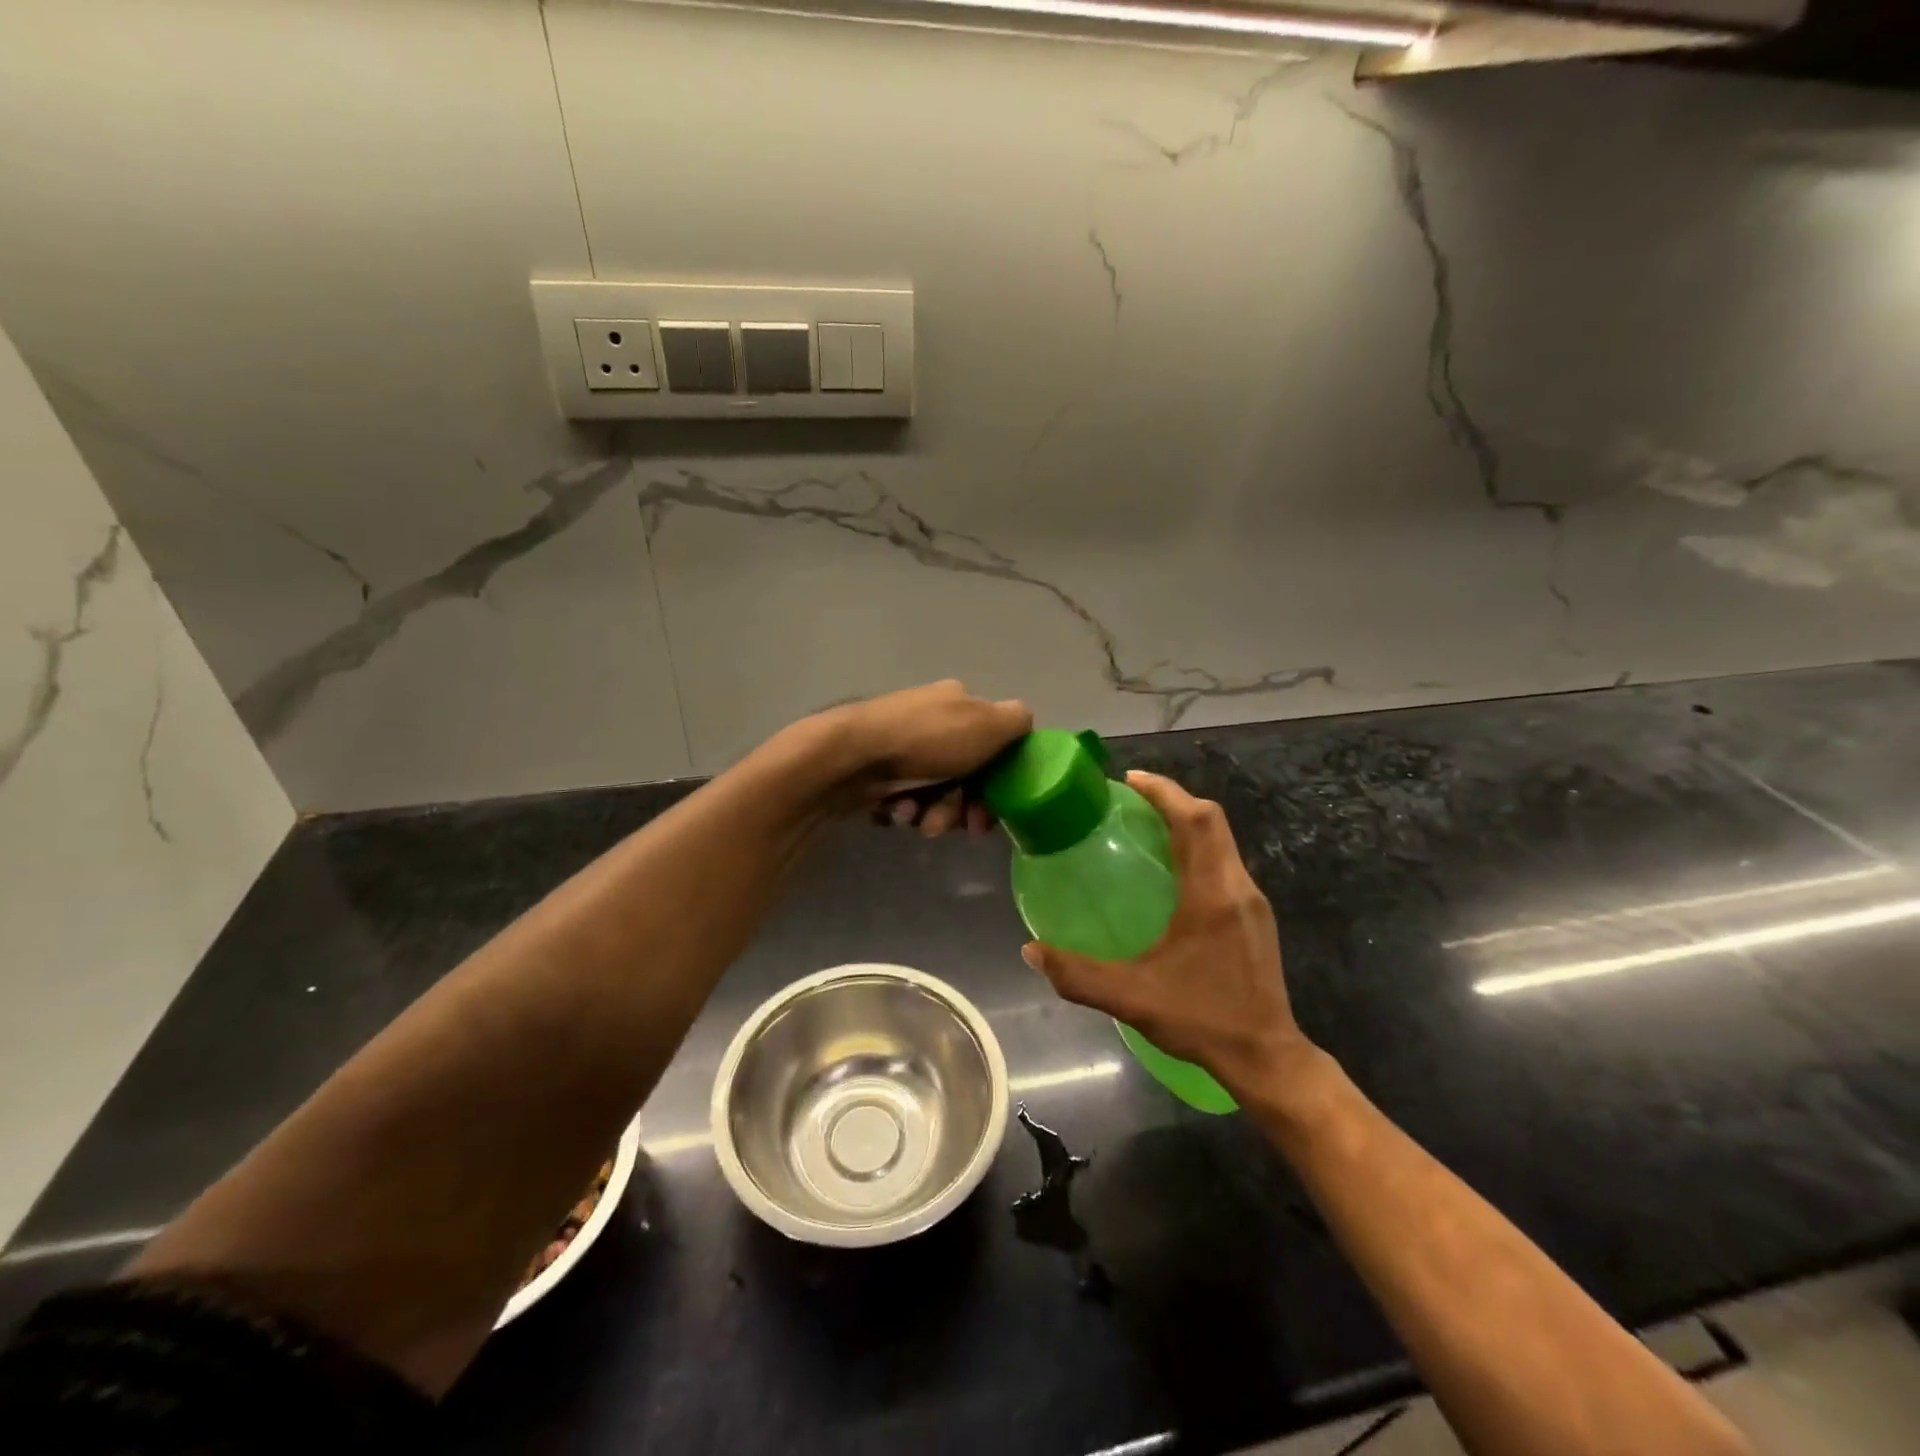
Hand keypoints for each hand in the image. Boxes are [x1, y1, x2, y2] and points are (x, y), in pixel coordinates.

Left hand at [820, 680, 1031, 836]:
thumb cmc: (927, 740)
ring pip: (936, 792)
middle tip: (959, 826)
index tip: (993, 811)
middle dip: (964, 806)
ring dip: (935, 813)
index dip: (1000, 781)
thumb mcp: (988, 723)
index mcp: (958, 702)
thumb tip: (1021, 726)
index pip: (993, 744)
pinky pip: (905, 799)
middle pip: (966, 775)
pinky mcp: (876, 772)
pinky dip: (906, 810)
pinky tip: (896, 811)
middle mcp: (931, 720)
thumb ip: (1017, 722)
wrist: (851, 756)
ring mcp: (901, 746)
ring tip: (919, 820)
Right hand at [1023, 770, 1314, 1096]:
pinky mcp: (1256, 918)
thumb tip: (1030, 951)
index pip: (1196, 820)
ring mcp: (1252, 902)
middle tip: (1133, 799)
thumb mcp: (1131, 998)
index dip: (1165, 792)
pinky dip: (1198, 849)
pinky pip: (1225, 863)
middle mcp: (1237, 887)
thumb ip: (1077, 975)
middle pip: (1212, 821)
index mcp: (1212, 894)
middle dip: (1174, 800)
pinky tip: (1172, 873)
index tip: (1131, 779)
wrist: (1267, 1057)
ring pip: (1222, 841)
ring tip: (1147, 828)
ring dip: (1188, 823)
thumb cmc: (1201, 1018)